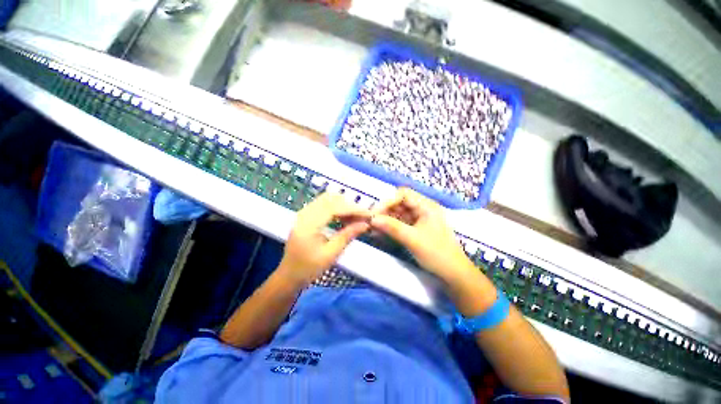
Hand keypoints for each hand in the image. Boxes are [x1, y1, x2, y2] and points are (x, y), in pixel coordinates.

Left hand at [278, 192, 370, 287]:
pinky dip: (336, 208)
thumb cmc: (309, 268)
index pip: (334, 208)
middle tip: (363, 217)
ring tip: (355, 218)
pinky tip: (344, 218)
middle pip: (331, 199)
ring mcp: (303, 213)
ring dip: (343, 205)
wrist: (289, 275)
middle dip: (349, 205)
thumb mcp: (331, 254)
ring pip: (327, 199)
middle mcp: (304, 214)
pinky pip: (323, 204)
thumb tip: (365, 224)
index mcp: (308, 225)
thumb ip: (347, 235)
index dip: (353, 209)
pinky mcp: (305, 215)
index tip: (368, 215)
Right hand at [370, 188, 474, 284]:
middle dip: (385, 211)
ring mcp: (419, 219)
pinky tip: (380, 232)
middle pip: (399, 203)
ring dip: (386, 219)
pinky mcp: (416, 229)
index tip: (375, 213)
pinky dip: (390, 227)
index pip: (403, 194)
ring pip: (398, 214)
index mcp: (427, 206)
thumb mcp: (413, 239)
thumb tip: (372, 219)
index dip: (388, 201)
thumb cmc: (437, 254)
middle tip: (371, 221)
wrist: (453, 274)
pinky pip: (400, 223)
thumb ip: (392, 227)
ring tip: (373, 228)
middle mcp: (423, 209)